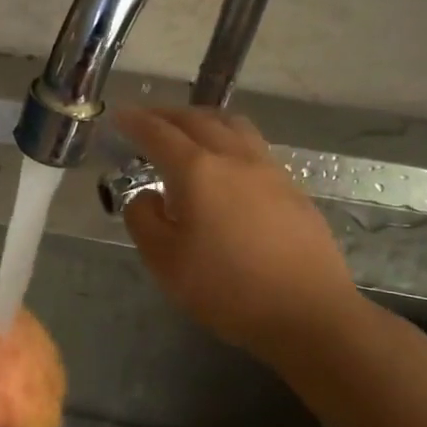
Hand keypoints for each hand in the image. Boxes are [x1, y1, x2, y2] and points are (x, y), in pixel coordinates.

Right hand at [114, 107, 361, 366]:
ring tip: (188, 130)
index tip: (119, 115)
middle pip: (197, 120)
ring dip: (202, 119)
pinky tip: (226, 162)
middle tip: (146, 118)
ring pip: (232, 125)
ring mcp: (269, 170)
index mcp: (197, 171)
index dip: (135, 122)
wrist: (307, 312)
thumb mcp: (164, 261)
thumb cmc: (226, 289)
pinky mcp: (292, 188)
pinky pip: (253, 145)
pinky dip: (228, 138)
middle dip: (167, 115)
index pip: (158, 134)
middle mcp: (234, 158)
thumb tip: (147, 195)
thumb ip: (143, 220)